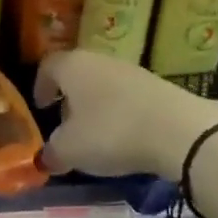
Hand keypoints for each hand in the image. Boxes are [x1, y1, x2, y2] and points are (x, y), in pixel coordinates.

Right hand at [33, 50, 217, 181]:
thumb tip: (47, 157)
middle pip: (77, 74)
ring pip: (103, 84)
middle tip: (66, 126)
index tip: (41, 107)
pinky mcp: (156, 85)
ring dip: (96, 107)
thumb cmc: (111, 132)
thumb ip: (53, 152)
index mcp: (73, 66)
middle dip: (69, 99)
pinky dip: (120, 113)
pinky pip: (127, 96)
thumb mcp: (71, 150)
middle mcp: (100, 60)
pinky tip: (125, 137)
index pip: (48, 66)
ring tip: (96, 137)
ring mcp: (131, 70)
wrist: (177, 130)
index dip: (40, 86)